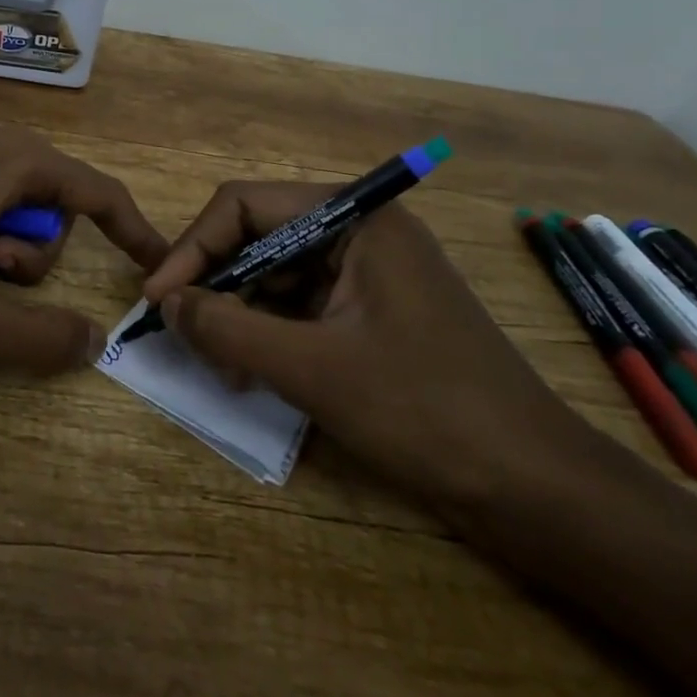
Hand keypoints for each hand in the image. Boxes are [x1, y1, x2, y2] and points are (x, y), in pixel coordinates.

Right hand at [142, 185, 592, 512]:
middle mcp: (360, 232)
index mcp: (354, 218)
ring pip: (278, 275)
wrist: (537, 491)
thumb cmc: (424, 411)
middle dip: (218, 284)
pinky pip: (303, 306)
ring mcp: (370, 273)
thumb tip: (165, 302)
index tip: (159, 298)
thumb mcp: (312, 367)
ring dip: (241, 312)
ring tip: (218, 363)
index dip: (195, 247)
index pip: (247, 205)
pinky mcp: (374, 313)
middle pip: (261, 237)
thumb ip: (228, 327)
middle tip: (185, 334)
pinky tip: (251, 370)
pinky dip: (271, 333)